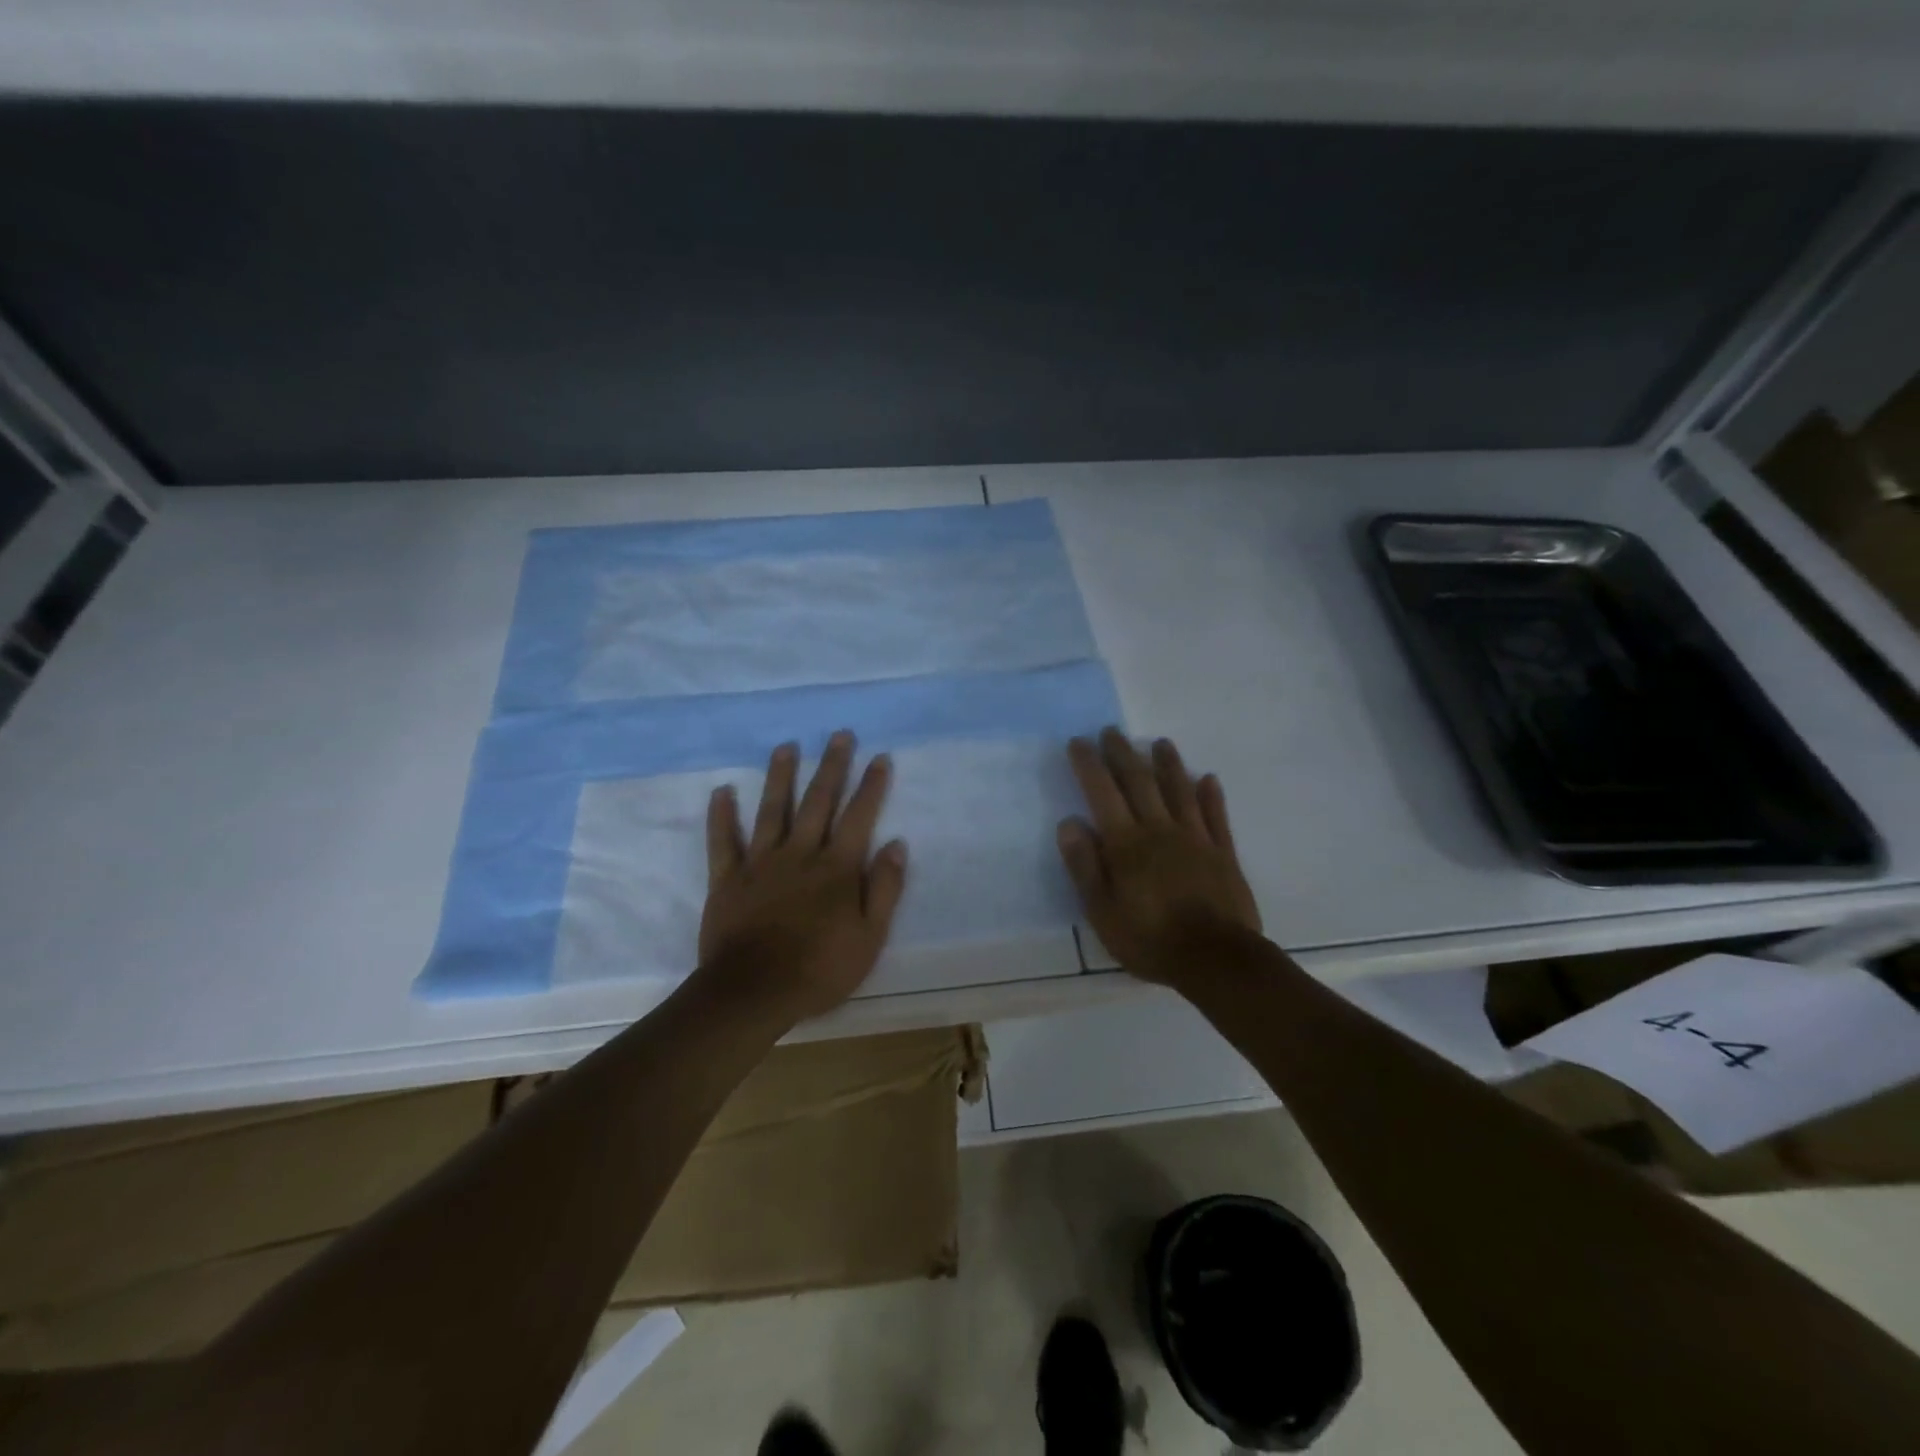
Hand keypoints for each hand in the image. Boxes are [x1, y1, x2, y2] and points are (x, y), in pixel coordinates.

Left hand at [698, 731, 907, 1021]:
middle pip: (818, 801)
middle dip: (831, 766)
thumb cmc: (820, 969)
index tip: (879, 757)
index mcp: (837, 868)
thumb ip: (885, 888)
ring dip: (780, 776)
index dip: (871, 786)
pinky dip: (721, 815)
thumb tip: (896, 844)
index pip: (859, 816)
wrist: (753, 993)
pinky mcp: (728, 878)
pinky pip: (723, 841)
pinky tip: (722, 790)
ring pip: (773, 809)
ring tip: (786, 746)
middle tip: (839, 734)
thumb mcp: (870, 937)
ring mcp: (761, 862)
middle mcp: (800, 854)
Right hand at [1057, 728, 1261, 987]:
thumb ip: (1085, 866)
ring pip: (1180, 791)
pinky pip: (1216, 816)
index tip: (1079, 742)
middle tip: (1111, 731)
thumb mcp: (1102, 912)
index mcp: (1127, 844)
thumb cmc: (1151, 939)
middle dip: (1123, 754)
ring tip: (1160, 743)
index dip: (1089, 765)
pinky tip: (1207, 779)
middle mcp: (1160, 830)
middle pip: (1140, 782)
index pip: (1103, 794)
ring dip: (1168, 764)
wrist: (1217, 959)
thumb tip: (1069, 823)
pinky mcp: (1223, 853)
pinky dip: (1211, 795)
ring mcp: (1196, 839)